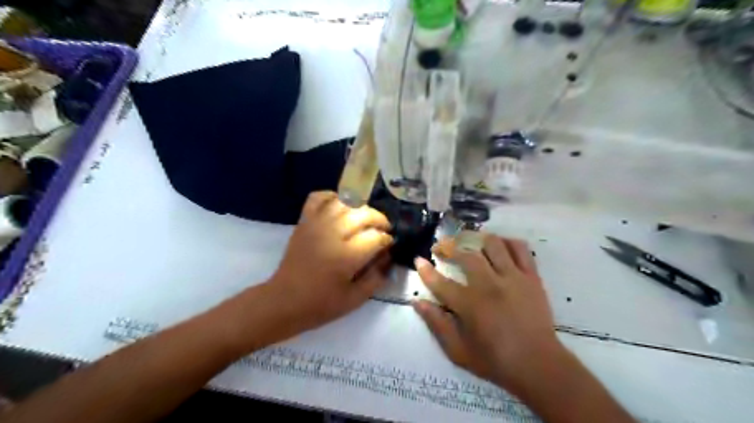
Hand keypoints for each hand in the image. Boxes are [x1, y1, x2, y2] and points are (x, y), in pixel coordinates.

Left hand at [267, 191, 394, 333]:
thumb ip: (376, 277)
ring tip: (364, 219)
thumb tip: (388, 257)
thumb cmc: (320, 304)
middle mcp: (333, 234)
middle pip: (364, 214)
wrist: (284, 301)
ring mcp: (316, 225)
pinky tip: (340, 205)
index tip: (389, 245)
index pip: (376, 237)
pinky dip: (331, 196)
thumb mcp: (355, 299)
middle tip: (383, 230)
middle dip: (379, 219)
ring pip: (345, 202)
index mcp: (347, 256)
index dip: (387, 239)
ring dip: (360, 208)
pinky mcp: (304, 222)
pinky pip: (318, 198)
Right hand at [411, 234, 564, 395]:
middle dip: (449, 247)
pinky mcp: (531, 277)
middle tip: (441, 247)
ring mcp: (513, 277)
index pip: (441, 282)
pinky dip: (507, 241)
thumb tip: (418, 302)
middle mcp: (489, 285)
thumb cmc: (495, 360)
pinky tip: (498, 245)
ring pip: (492, 244)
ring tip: (468, 242)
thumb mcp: (458, 351)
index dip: (426, 270)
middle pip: (466, 255)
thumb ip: (437, 324)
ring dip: (476, 239)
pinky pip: (520, 248)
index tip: (418, 260)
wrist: (538, 365)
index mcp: (470, 304)